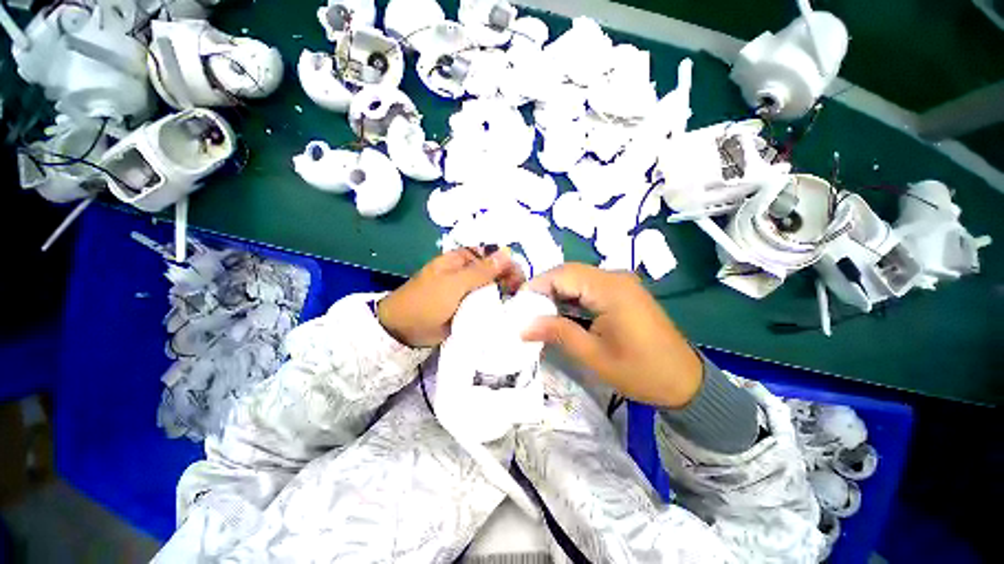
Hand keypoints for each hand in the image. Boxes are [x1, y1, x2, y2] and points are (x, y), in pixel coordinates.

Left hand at [377, 246, 524, 347]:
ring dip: (504, 295)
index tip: (520, 280)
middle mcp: (467, 272)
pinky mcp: (468, 307)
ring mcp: (468, 291)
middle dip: (508, 280)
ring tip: (517, 307)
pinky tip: (508, 314)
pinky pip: (486, 304)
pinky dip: (496, 307)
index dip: (507, 264)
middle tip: (520, 296)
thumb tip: (507, 254)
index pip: (492, 255)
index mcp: (462, 260)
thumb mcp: (454, 284)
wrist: (404, 331)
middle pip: (494, 272)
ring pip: (492, 288)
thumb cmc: (427, 301)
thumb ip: (481, 271)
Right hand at [522, 264, 701, 407]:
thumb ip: (557, 333)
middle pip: (569, 272)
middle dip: (544, 289)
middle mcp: (615, 278)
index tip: (517, 304)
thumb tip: (523, 326)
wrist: (686, 381)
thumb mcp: (593, 355)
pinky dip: (572, 297)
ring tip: (539, 313)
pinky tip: (562, 312)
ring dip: (557, 293)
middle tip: (526, 311)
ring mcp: (621, 283)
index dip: (536, 285)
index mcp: (610, 289)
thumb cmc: (641, 371)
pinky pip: (589, 286)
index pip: (563, 274)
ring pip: (578, 278)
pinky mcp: (623, 292)